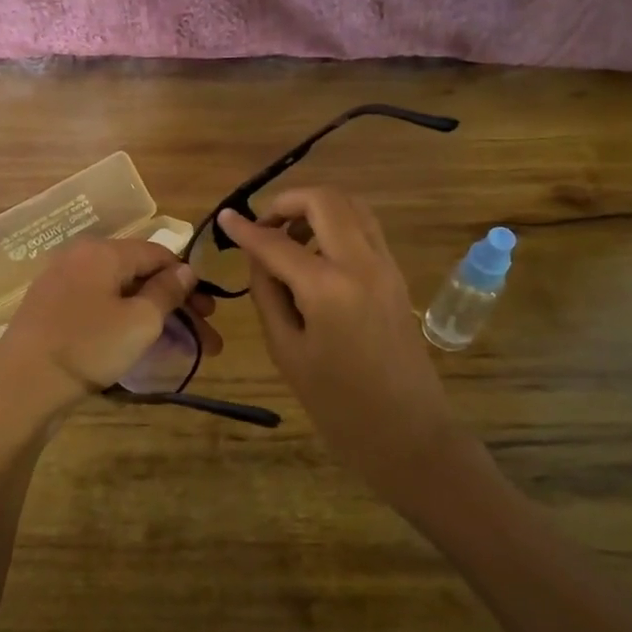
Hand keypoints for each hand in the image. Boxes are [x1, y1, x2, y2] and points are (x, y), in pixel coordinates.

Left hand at [0, 236, 221, 419]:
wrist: (21, 385)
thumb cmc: (87, 346)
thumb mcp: (139, 320)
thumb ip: (167, 291)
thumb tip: (185, 270)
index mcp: (102, 251)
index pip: (158, 253)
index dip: (188, 280)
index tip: (210, 310)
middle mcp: (80, 258)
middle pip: (139, 275)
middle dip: (175, 304)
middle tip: (204, 335)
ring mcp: (61, 284)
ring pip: (119, 294)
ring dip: (153, 316)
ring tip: (177, 346)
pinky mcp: (51, 311)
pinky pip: (98, 307)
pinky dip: (124, 322)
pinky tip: (138, 345)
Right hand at [219, 190, 453, 494]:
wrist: (407, 431)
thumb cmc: (337, 403)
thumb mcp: (287, 350)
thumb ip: (268, 294)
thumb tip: (259, 257)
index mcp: (328, 287)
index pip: (276, 242)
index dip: (245, 228)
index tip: (224, 219)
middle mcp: (361, 263)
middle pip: (325, 200)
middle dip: (287, 202)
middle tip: (263, 226)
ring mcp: (386, 265)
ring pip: (352, 206)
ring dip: (316, 209)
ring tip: (289, 238)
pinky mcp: (397, 275)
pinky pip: (365, 229)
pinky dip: (337, 225)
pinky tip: (316, 255)